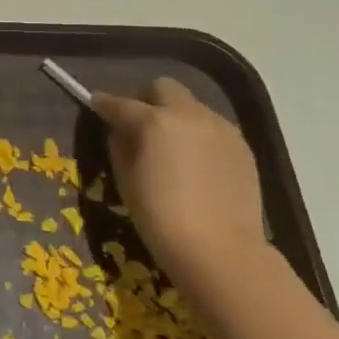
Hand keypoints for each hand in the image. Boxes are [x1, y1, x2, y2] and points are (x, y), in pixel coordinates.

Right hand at [93, 78, 265, 273]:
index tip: (96, 104)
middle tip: (138, 123)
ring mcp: (221, 128)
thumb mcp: (126, 180)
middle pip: (163, 88)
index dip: (104, 103)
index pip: (120, 103)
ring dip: (175, 116)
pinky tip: (195, 162)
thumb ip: (121, 146)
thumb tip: (121, 131)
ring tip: (170, 146)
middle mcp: (189, 115)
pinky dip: (198, 134)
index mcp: (154, 122)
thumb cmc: (159, 217)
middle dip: (146, 98)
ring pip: (191, 106)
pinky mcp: (242, 146)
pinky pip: (213, 127)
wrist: (219, 250)